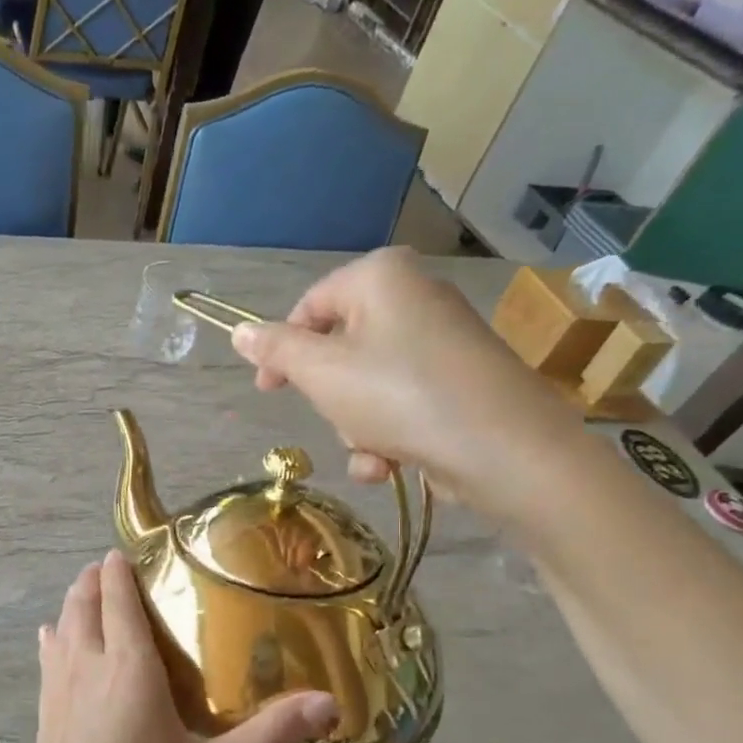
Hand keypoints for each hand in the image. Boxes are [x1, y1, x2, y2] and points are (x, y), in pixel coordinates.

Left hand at [1, 553, 336, 742]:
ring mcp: (57, 694)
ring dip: (74, 603)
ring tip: (93, 595)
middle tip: (119, 567)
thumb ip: (271, 735)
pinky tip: (57, 643)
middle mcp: (85, 668)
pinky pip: (48, 659)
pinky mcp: (44, 721)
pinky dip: (57, 638)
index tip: (138, 548)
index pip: (117, 597)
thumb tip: (330, 701)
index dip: (122, 567)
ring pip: (60, 627)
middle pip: (82, 603)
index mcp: (125, 669)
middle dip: (96, 577)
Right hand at [231, 248, 588, 522]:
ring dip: (356, 428)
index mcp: (380, 277)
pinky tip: (391, 464)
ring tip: (373, 450)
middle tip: (336, 420)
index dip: (280, 350)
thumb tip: (239, 331)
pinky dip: (388, 436)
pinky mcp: (458, 382)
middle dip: (331, 399)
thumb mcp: (321, 372)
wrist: (502, 449)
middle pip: (339, 351)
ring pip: (366, 386)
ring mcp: (441, 341)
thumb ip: (276, 350)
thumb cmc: (399, 396)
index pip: (309, 306)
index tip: (266, 391)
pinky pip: (400, 404)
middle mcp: (414, 297)